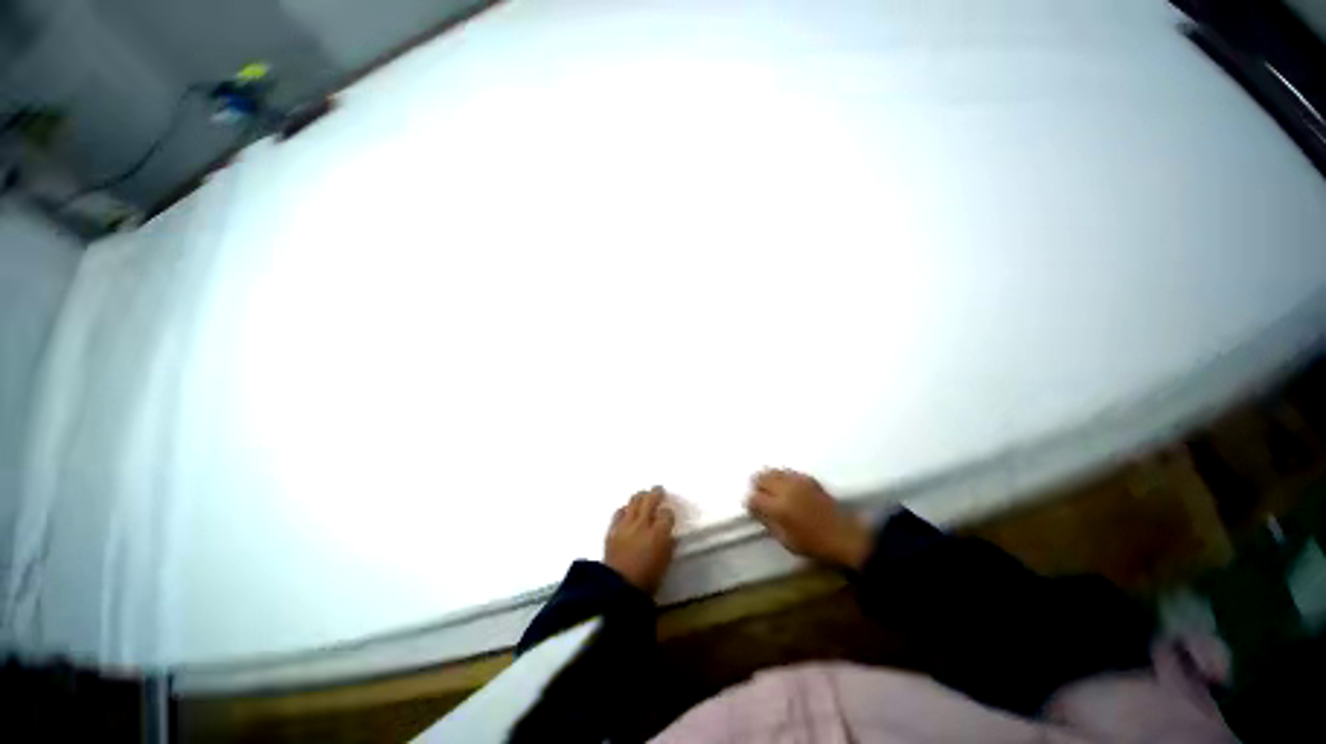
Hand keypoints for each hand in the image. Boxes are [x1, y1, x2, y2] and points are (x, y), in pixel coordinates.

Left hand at [605, 486, 676, 593]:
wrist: (616, 590)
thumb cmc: (646, 581)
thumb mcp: (664, 565)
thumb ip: (669, 547)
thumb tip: (670, 537)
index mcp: (659, 533)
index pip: (667, 513)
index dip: (669, 513)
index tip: (669, 516)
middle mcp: (643, 523)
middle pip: (650, 500)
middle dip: (656, 493)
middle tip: (658, 490)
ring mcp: (626, 525)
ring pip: (634, 501)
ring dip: (640, 496)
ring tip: (643, 495)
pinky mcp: (612, 529)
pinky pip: (619, 512)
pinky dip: (625, 509)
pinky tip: (627, 511)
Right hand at [746, 469, 873, 568]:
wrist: (843, 535)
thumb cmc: (813, 543)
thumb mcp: (785, 540)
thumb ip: (767, 522)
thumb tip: (755, 509)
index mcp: (779, 508)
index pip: (754, 498)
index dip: (750, 503)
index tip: (752, 508)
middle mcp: (786, 489)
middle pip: (761, 478)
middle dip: (757, 487)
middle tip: (760, 496)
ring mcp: (797, 481)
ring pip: (772, 471)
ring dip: (767, 479)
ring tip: (770, 489)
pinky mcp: (807, 477)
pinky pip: (786, 471)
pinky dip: (780, 477)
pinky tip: (784, 487)